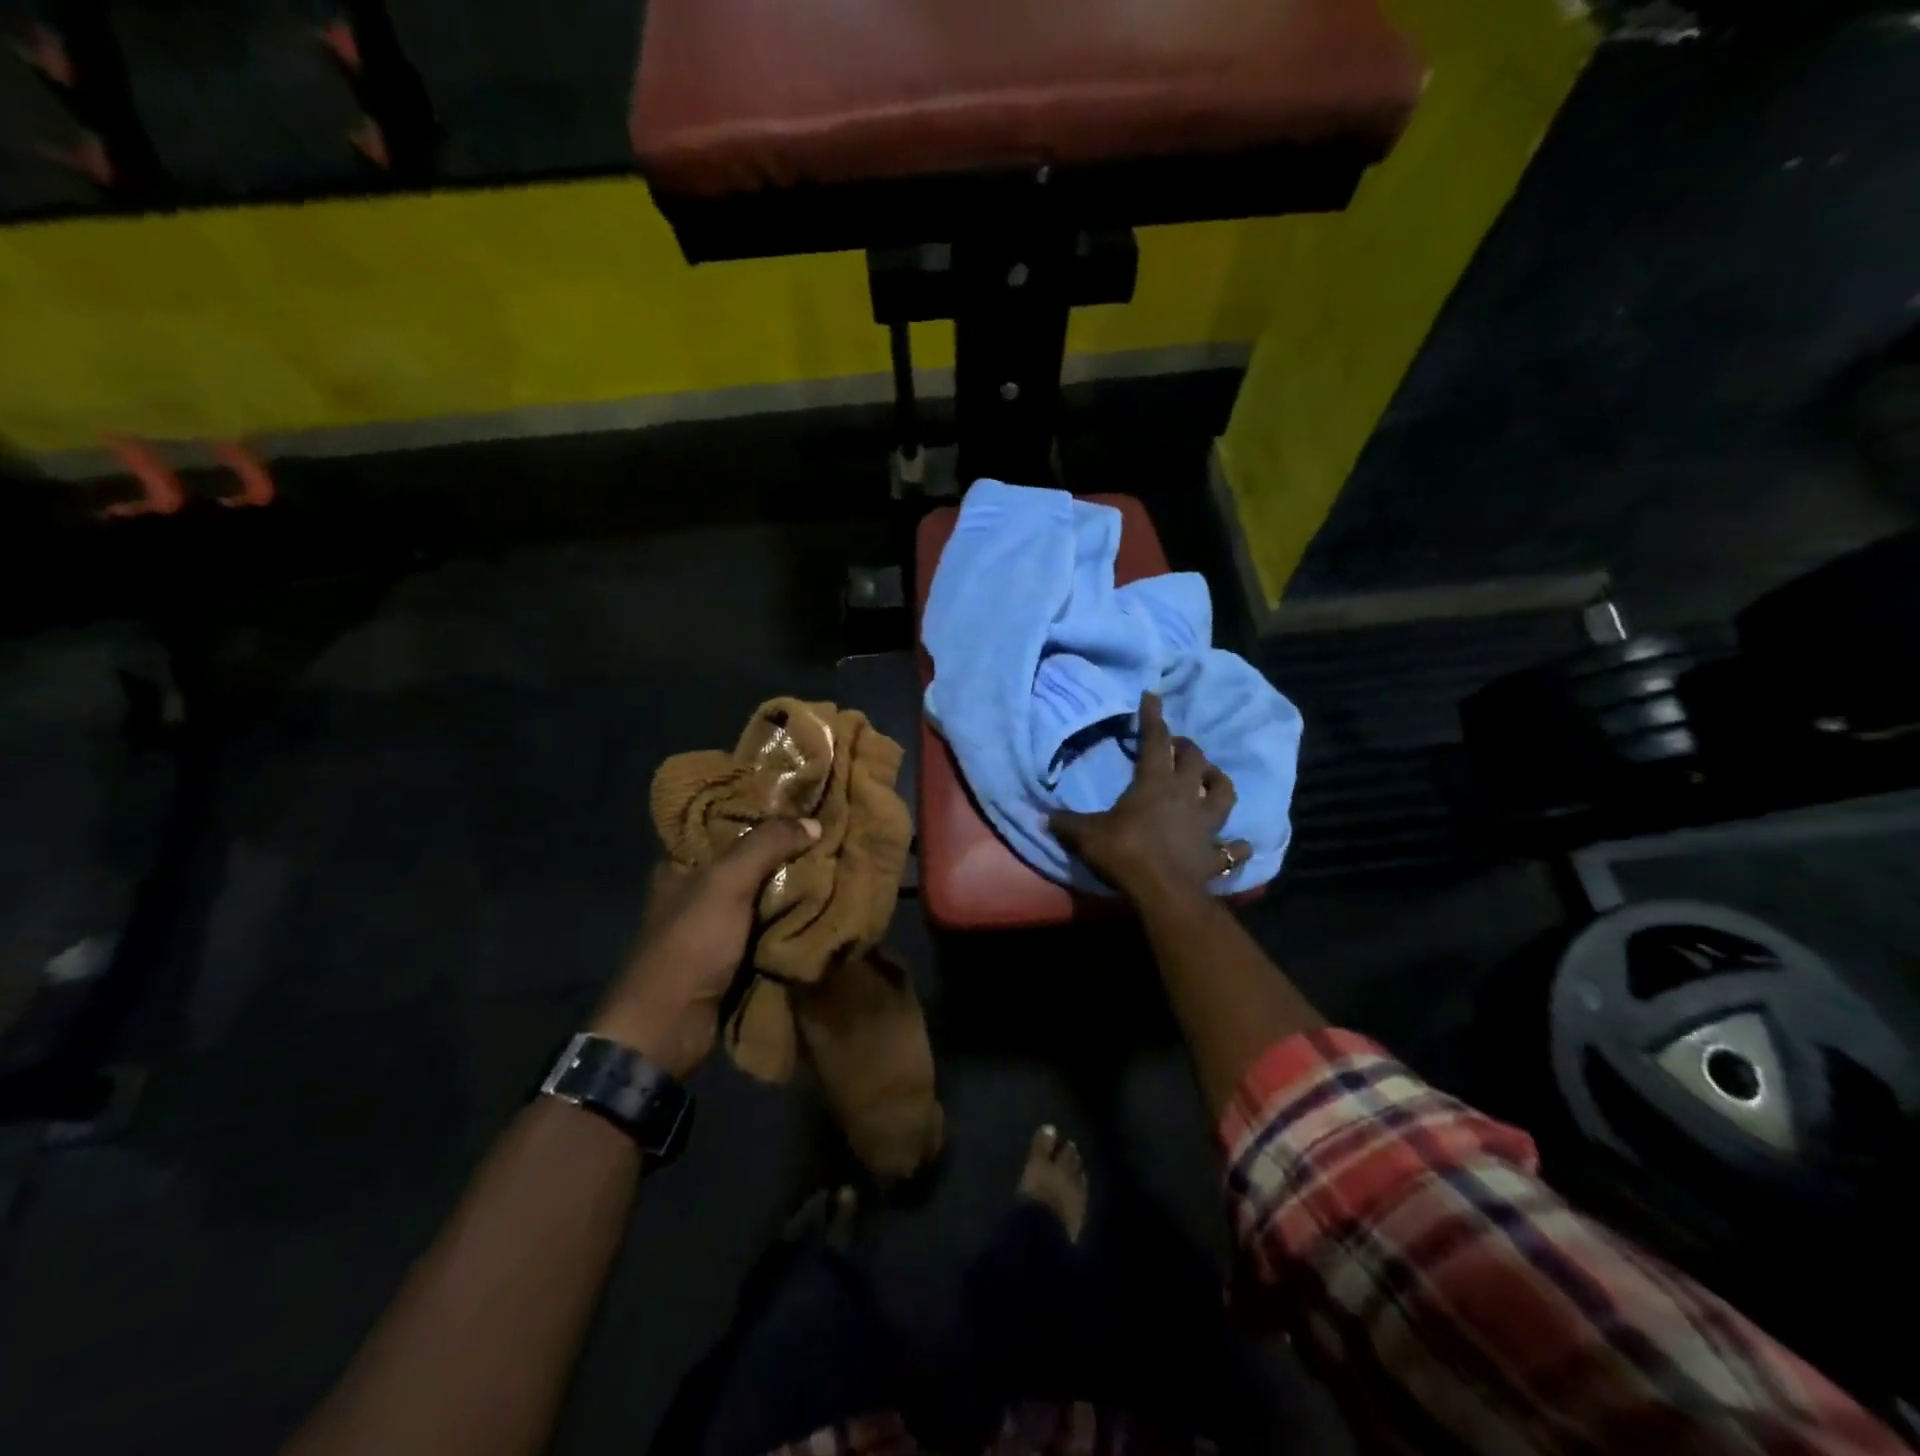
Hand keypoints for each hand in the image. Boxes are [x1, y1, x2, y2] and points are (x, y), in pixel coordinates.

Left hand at [591, 817, 820, 1078]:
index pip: (728, 826)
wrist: (669, 1026)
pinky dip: (791, 919)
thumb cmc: (690, 944)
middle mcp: (697, 890)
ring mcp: (715, 925)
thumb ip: (767, 845)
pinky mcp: (732, 955)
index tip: (805, 805)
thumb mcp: (727, 883)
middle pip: (750, 860)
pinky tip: (823, 905)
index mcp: (682, 864)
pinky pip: (768, 927)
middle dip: (787, 852)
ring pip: (763, 894)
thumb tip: (814, 823)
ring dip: (794, 887)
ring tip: (836, 865)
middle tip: (829, 835)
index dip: (764, 814)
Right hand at [1050, 692, 1250, 902]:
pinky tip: (1239, 845)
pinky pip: (1233, 850)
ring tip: (1212, 779)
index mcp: (1154, 783)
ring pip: (1224, 794)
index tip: (1152, 697)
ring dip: (1219, 782)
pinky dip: (1237, 847)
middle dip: (1186, 747)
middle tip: (1178, 745)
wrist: (1162, 892)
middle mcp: (1186, 796)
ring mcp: (1206, 826)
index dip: (1152, 718)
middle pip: (1195, 760)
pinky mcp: (1215, 855)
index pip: (1155, 741)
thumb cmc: (1124, 852)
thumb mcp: (1086, 835)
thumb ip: (1066, 823)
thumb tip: (1042, 816)